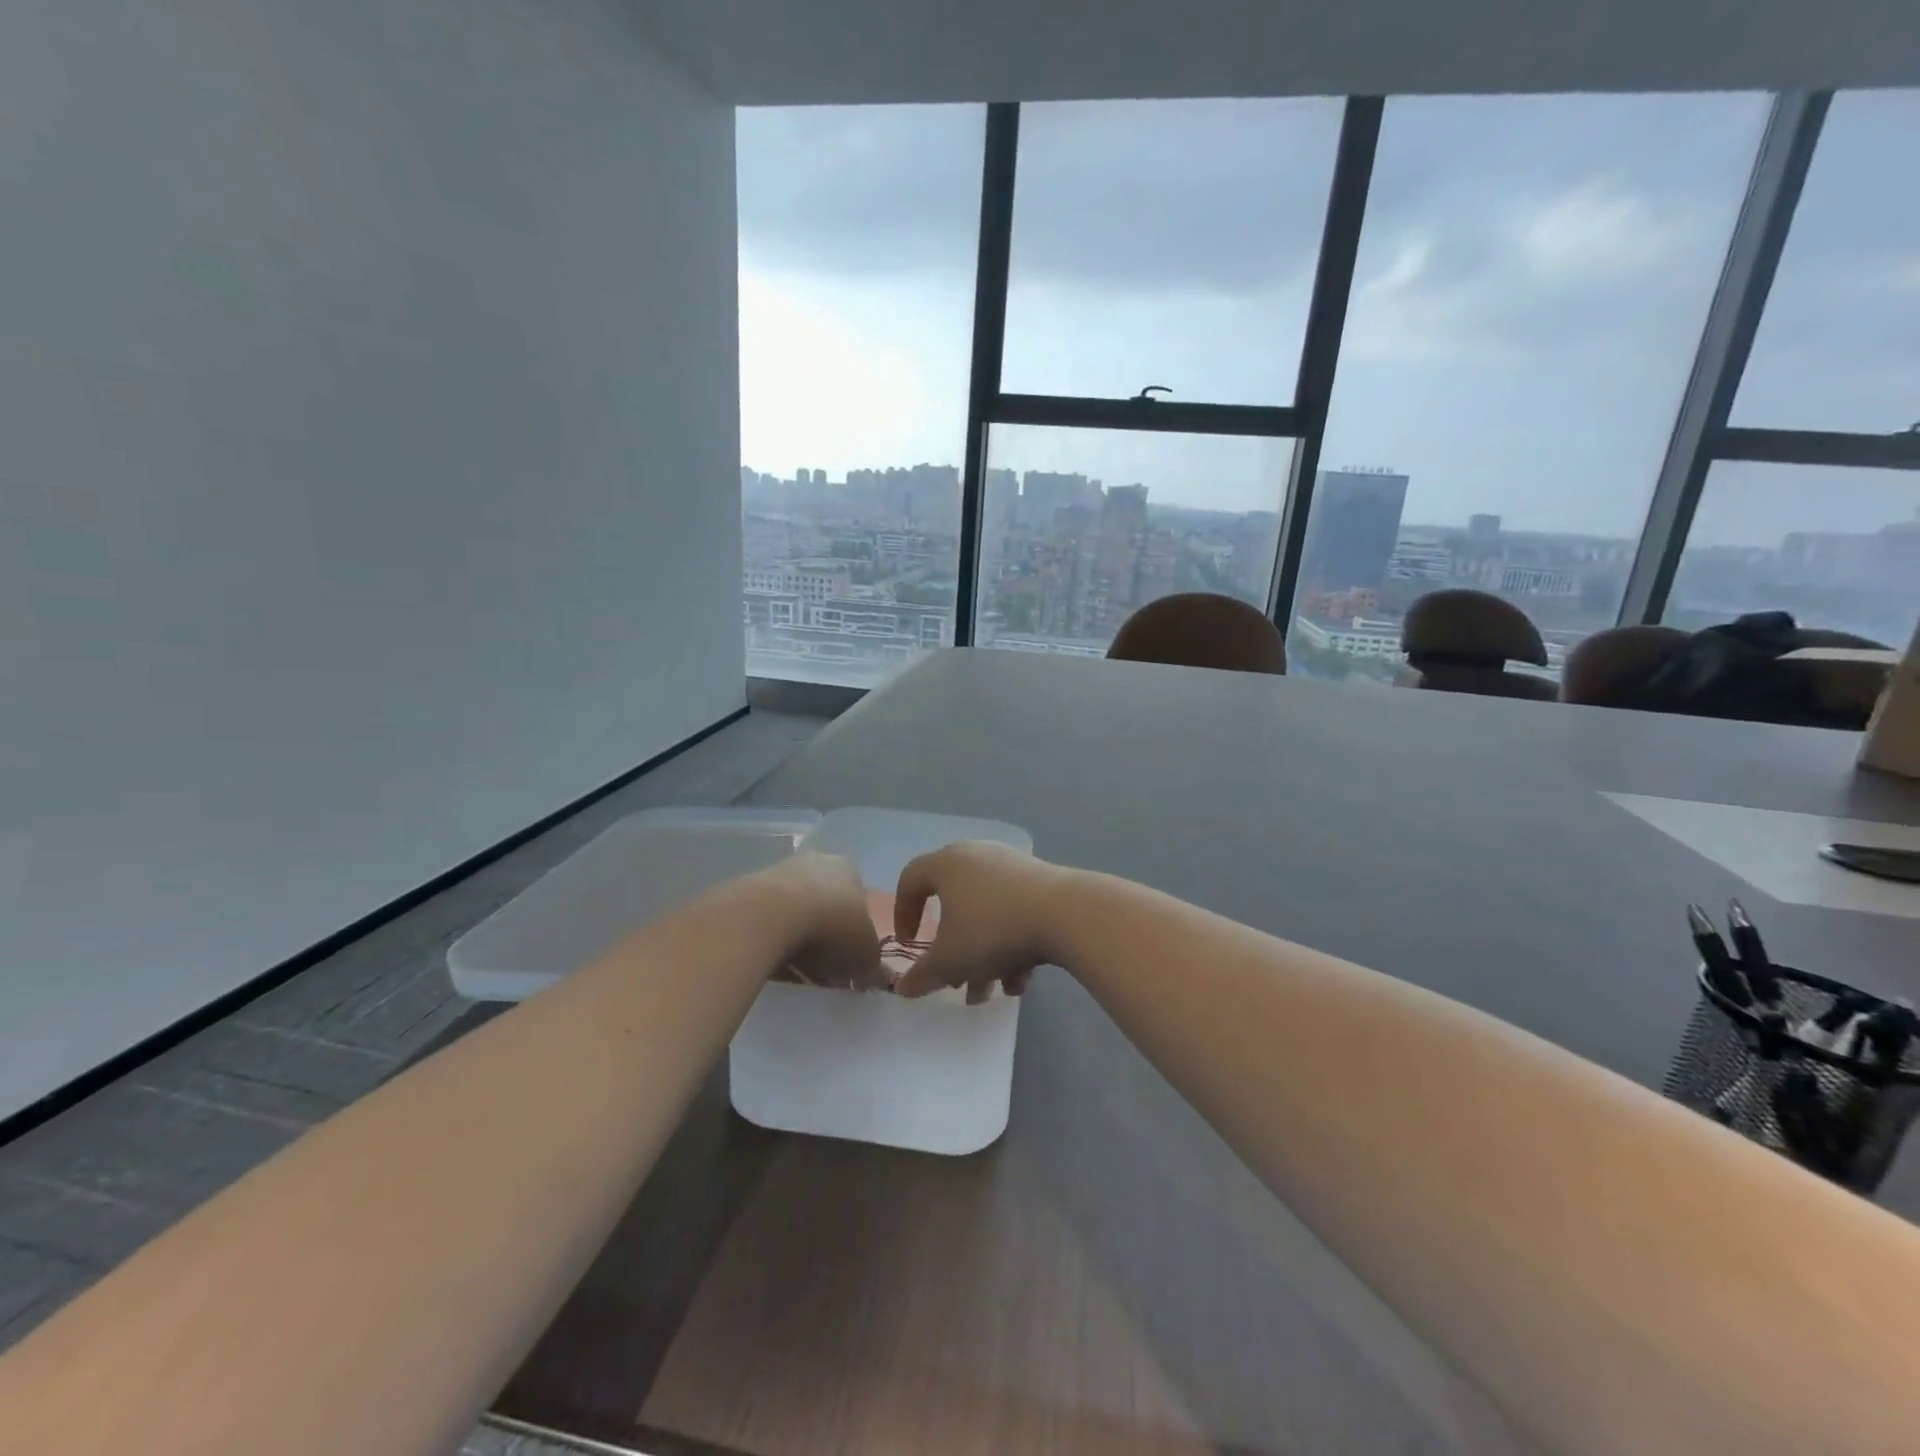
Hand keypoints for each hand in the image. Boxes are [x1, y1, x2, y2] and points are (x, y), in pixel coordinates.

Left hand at [761, 853, 886, 991]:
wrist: (771, 916)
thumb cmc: (832, 928)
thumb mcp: (866, 954)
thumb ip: (872, 962)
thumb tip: (871, 971)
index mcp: (850, 869)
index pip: (858, 900)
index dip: (854, 933)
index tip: (848, 959)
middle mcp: (817, 861)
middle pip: (825, 902)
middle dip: (824, 932)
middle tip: (822, 965)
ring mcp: (780, 870)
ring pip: (794, 909)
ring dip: (795, 934)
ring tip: (793, 967)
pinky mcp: (749, 887)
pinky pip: (766, 918)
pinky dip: (770, 936)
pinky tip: (770, 958)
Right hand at [891, 842, 1066, 1001]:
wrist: (1065, 914)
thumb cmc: (992, 931)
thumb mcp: (950, 961)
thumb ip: (922, 975)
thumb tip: (903, 988)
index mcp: (946, 864)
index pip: (911, 880)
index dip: (903, 914)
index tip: (909, 945)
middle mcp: (976, 856)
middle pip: (953, 904)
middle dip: (952, 949)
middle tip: (955, 979)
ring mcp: (1012, 866)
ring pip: (986, 915)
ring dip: (985, 956)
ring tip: (992, 991)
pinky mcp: (1042, 880)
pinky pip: (1015, 913)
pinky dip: (1012, 944)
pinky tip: (1021, 979)